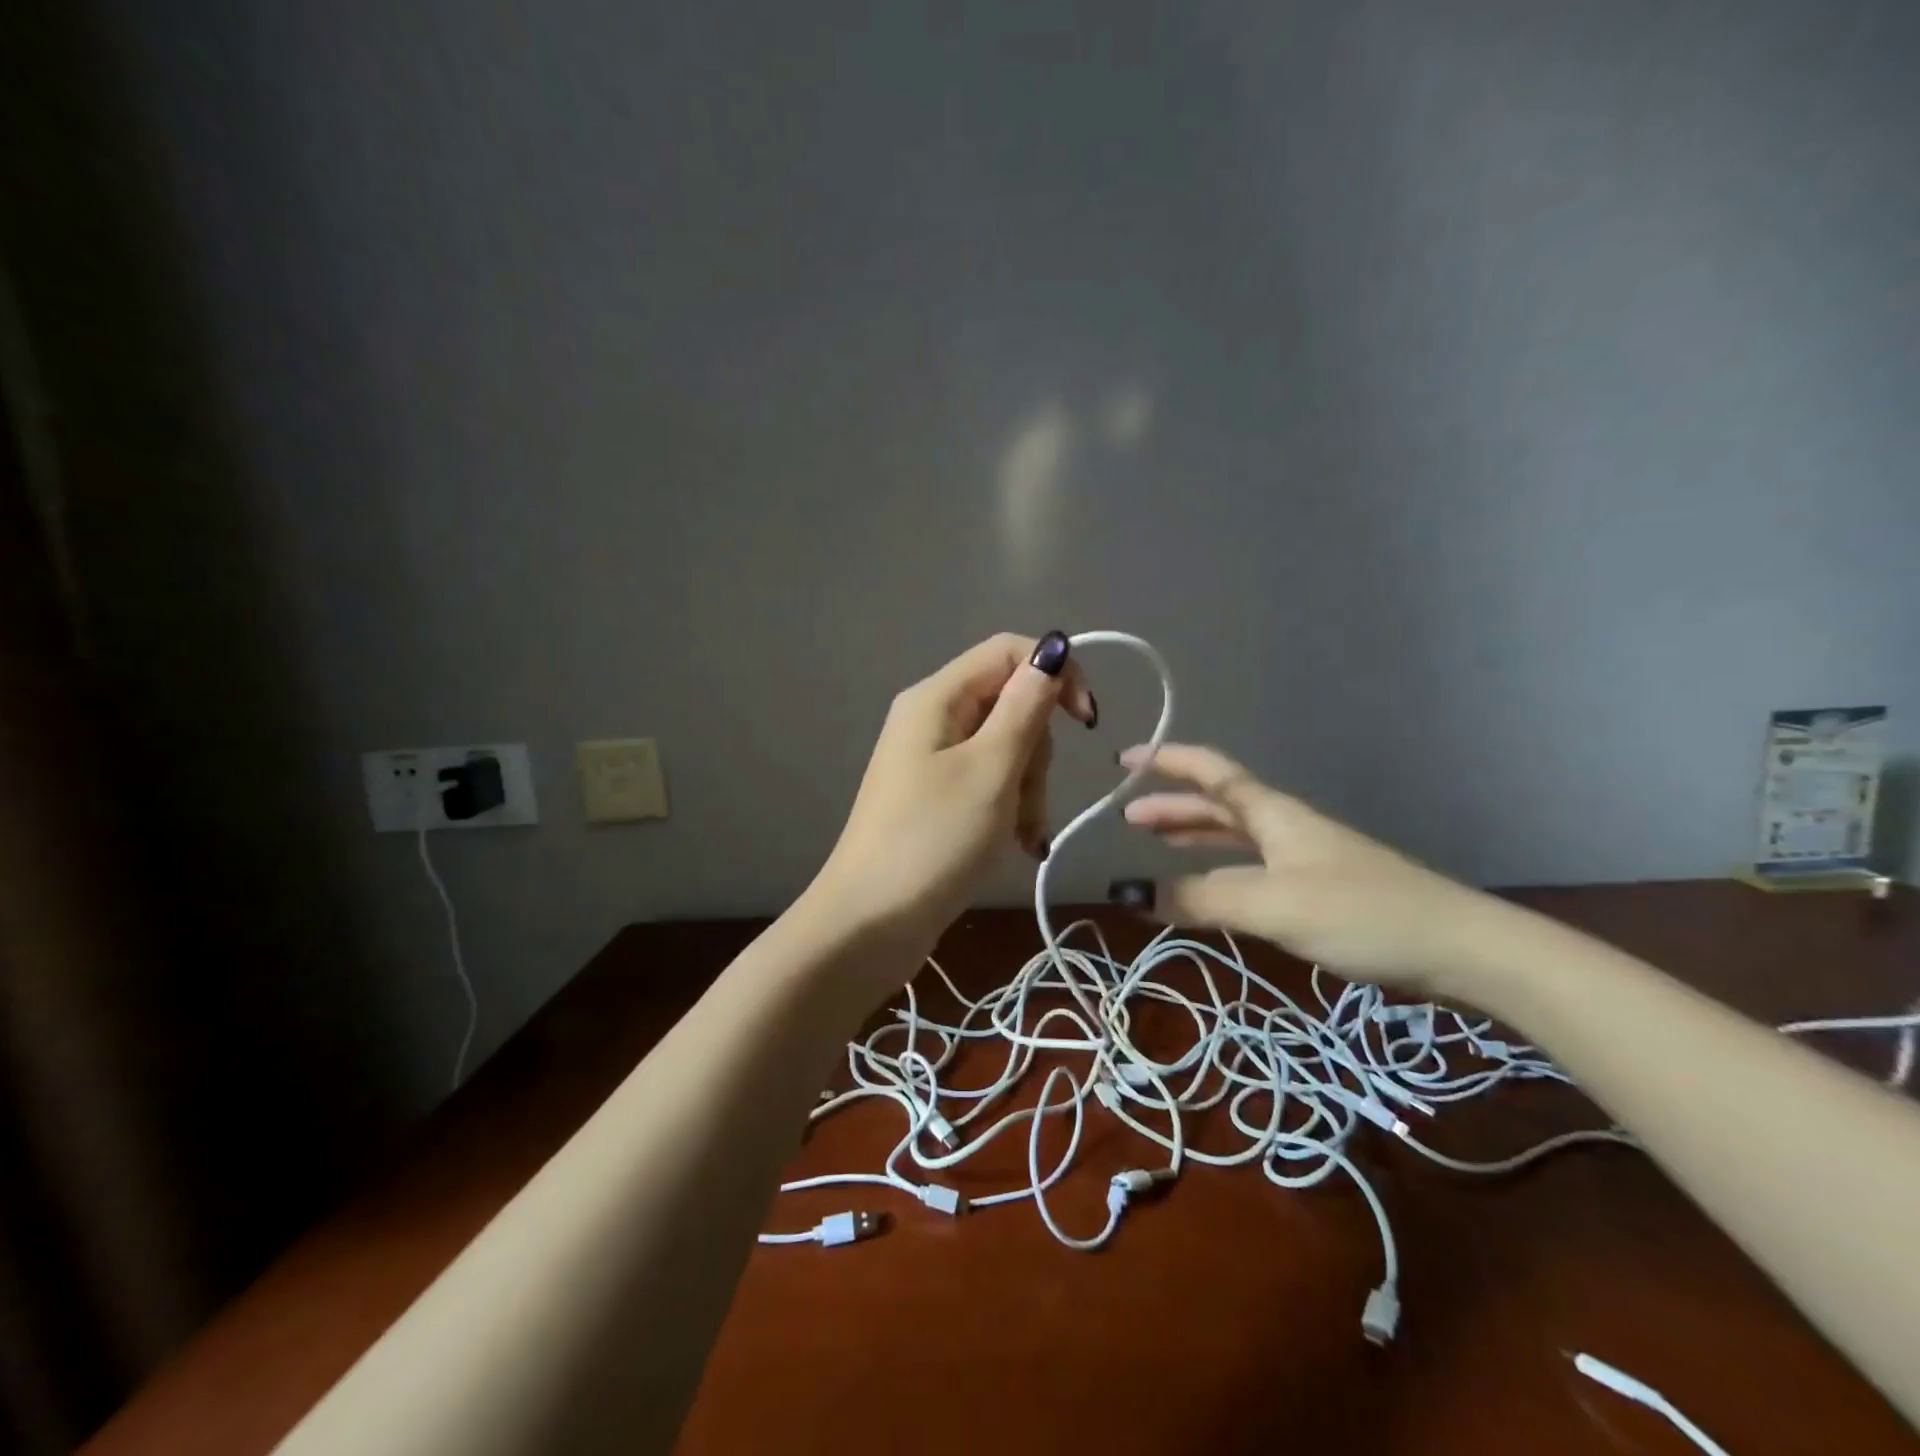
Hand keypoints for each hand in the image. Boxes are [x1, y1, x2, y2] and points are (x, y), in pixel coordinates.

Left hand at [810, 632, 1095, 957]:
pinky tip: (1018, 844)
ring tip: (1021, 834)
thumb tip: (1054, 649)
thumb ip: (1026, 707)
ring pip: (1007, 748)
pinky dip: (1010, 807)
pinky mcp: (938, 797)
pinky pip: (990, 782)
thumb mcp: (991, 769)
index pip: (1009, 651)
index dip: (1056, 673)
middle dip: (1035, 751)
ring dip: (1028, 788)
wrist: (871, 922)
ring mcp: (933, 760)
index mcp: (937, 697)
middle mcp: (933, 718)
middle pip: (1011, 703)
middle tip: (1027, 797)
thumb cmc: (933, 840)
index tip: (1086, 721)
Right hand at [1111, 743, 1498, 997]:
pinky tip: (1212, 890)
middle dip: (1171, 805)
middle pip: (1219, 803)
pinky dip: (1219, 871)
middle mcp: (1285, 827)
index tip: (1124, 760)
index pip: (1211, 772)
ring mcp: (1305, 858)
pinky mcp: (1319, 892)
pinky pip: (1252, 868)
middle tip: (1127, 816)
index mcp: (1273, 814)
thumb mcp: (1272, 904)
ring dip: (1194, 835)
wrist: (1460, 948)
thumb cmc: (1362, 912)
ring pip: (1236, 836)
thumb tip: (1130, 892)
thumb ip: (1201, 899)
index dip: (1167, 760)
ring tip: (1157, 843)